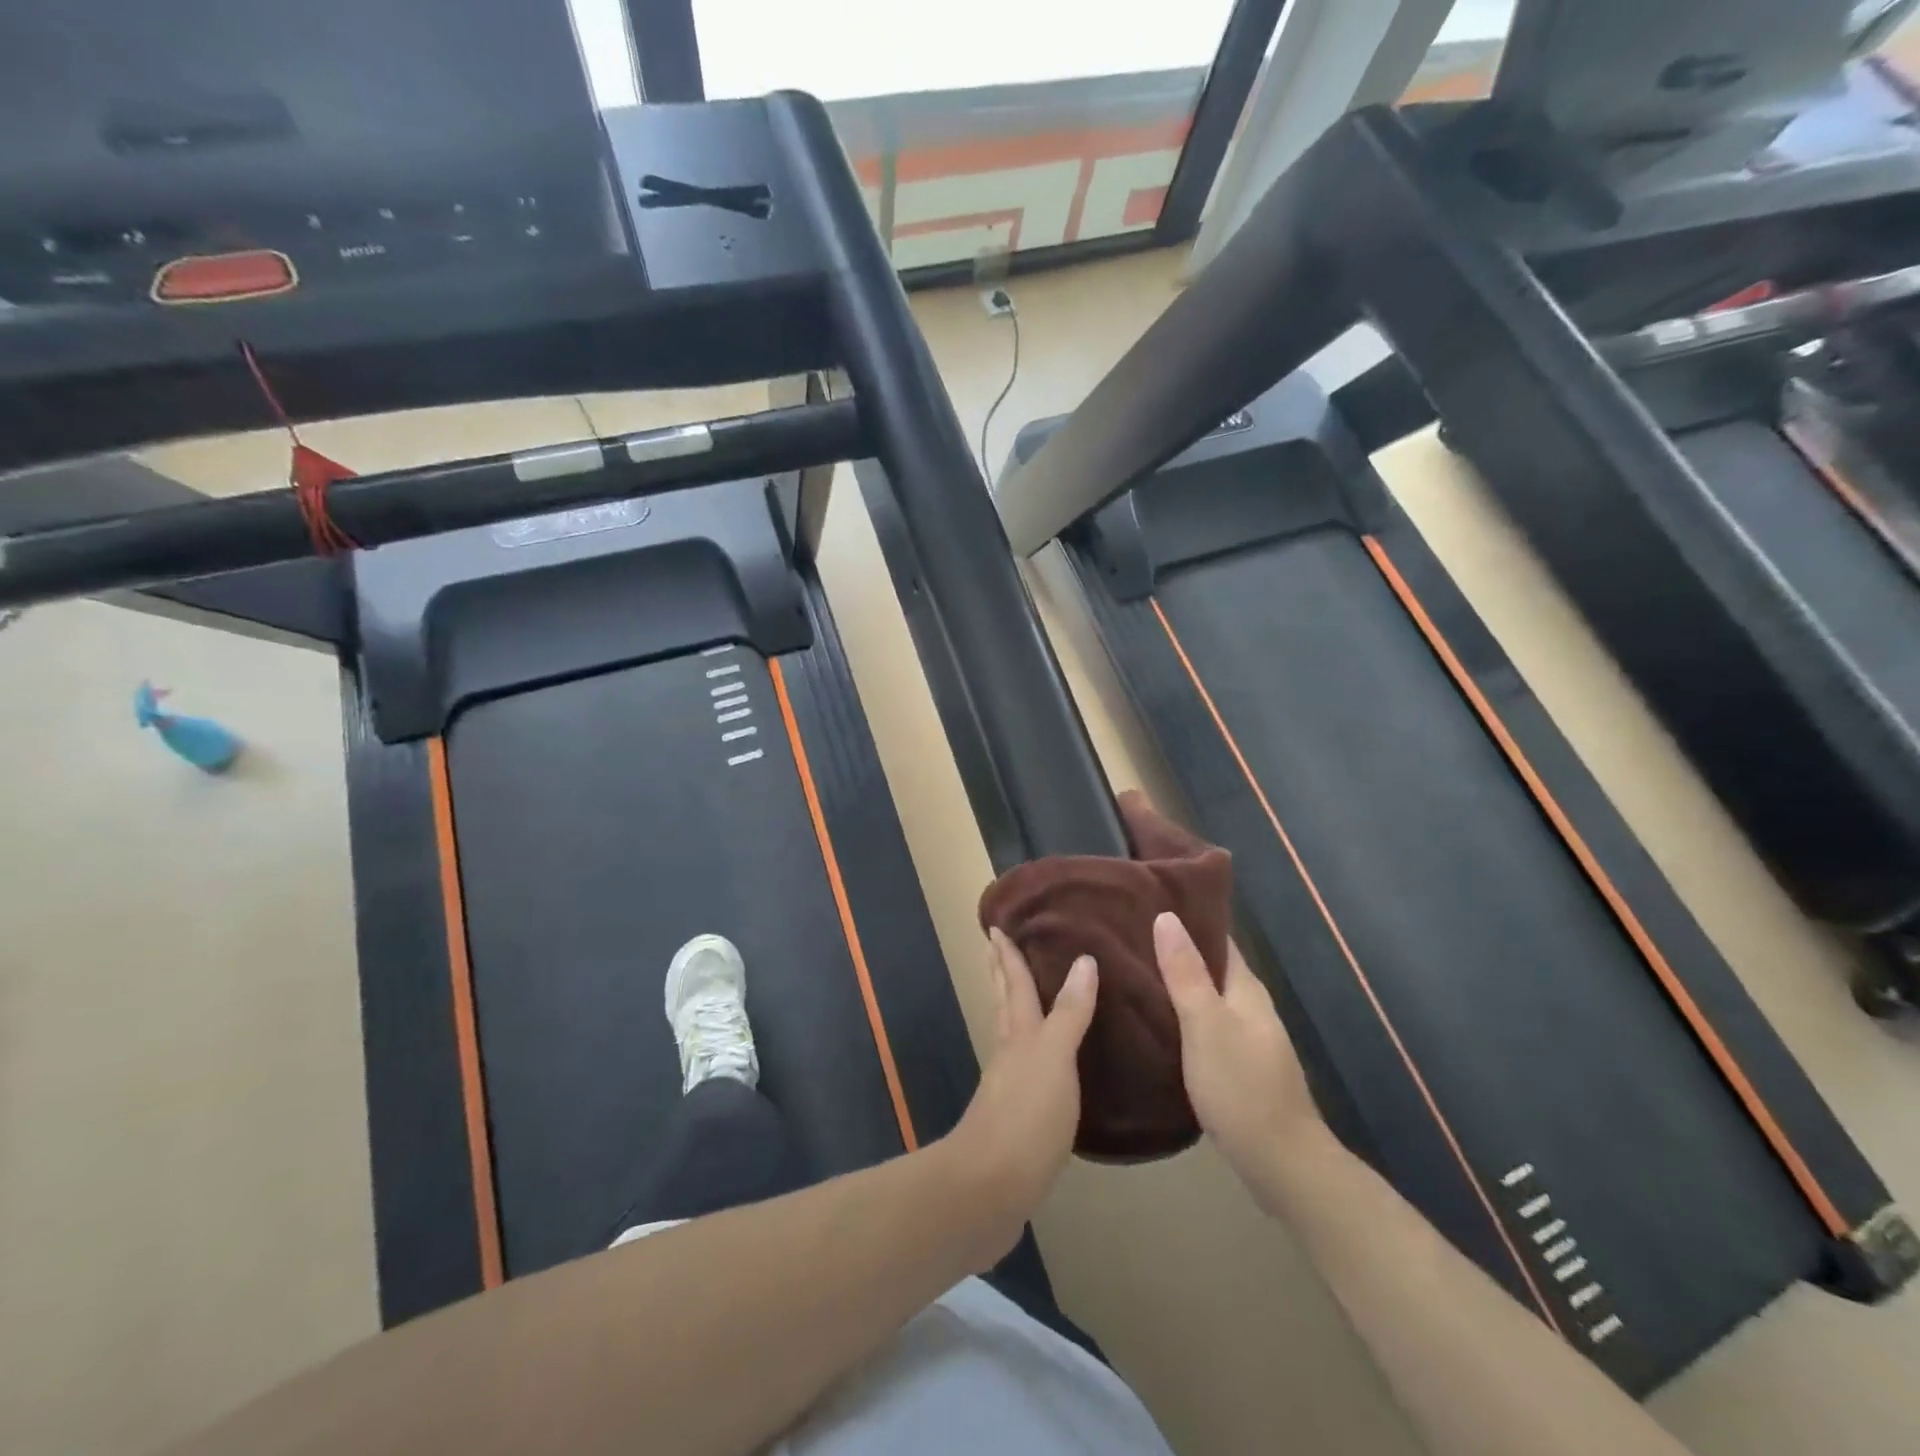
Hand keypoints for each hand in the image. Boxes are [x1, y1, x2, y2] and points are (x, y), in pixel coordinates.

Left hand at [941, 929, 1097, 1269]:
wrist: (989, 1189)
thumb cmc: (1026, 1115)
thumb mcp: (1054, 1057)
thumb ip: (1069, 1013)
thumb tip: (1083, 959)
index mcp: (1018, 1035)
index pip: (1014, 984)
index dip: (1008, 955)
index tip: (996, 927)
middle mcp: (1009, 1054)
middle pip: (1004, 1004)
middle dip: (1001, 975)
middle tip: (995, 948)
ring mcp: (1007, 1088)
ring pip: (1010, 1036)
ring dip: (1013, 1010)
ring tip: (1022, 997)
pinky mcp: (1013, 1121)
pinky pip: (1023, 1071)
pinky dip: (1030, 1054)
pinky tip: (1040, 1066)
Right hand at [1154, 912, 1323, 1210]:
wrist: (1281, 1165)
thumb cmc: (1242, 1088)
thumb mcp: (1207, 1026)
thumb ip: (1186, 974)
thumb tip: (1167, 916)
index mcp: (1245, 988)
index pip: (1215, 936)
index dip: (1185, 915)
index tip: (1144, 898)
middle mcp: (1247, 1005)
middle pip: (1207, 964)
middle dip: (1171, 946)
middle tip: (1122, 931)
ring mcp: (1243, 1037)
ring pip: (1202, 995)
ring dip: (1172, 980)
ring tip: (1125, 968)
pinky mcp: (1233, 1064)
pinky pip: (1200, 1023)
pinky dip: (1176, 1012)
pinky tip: (1148, 1017)